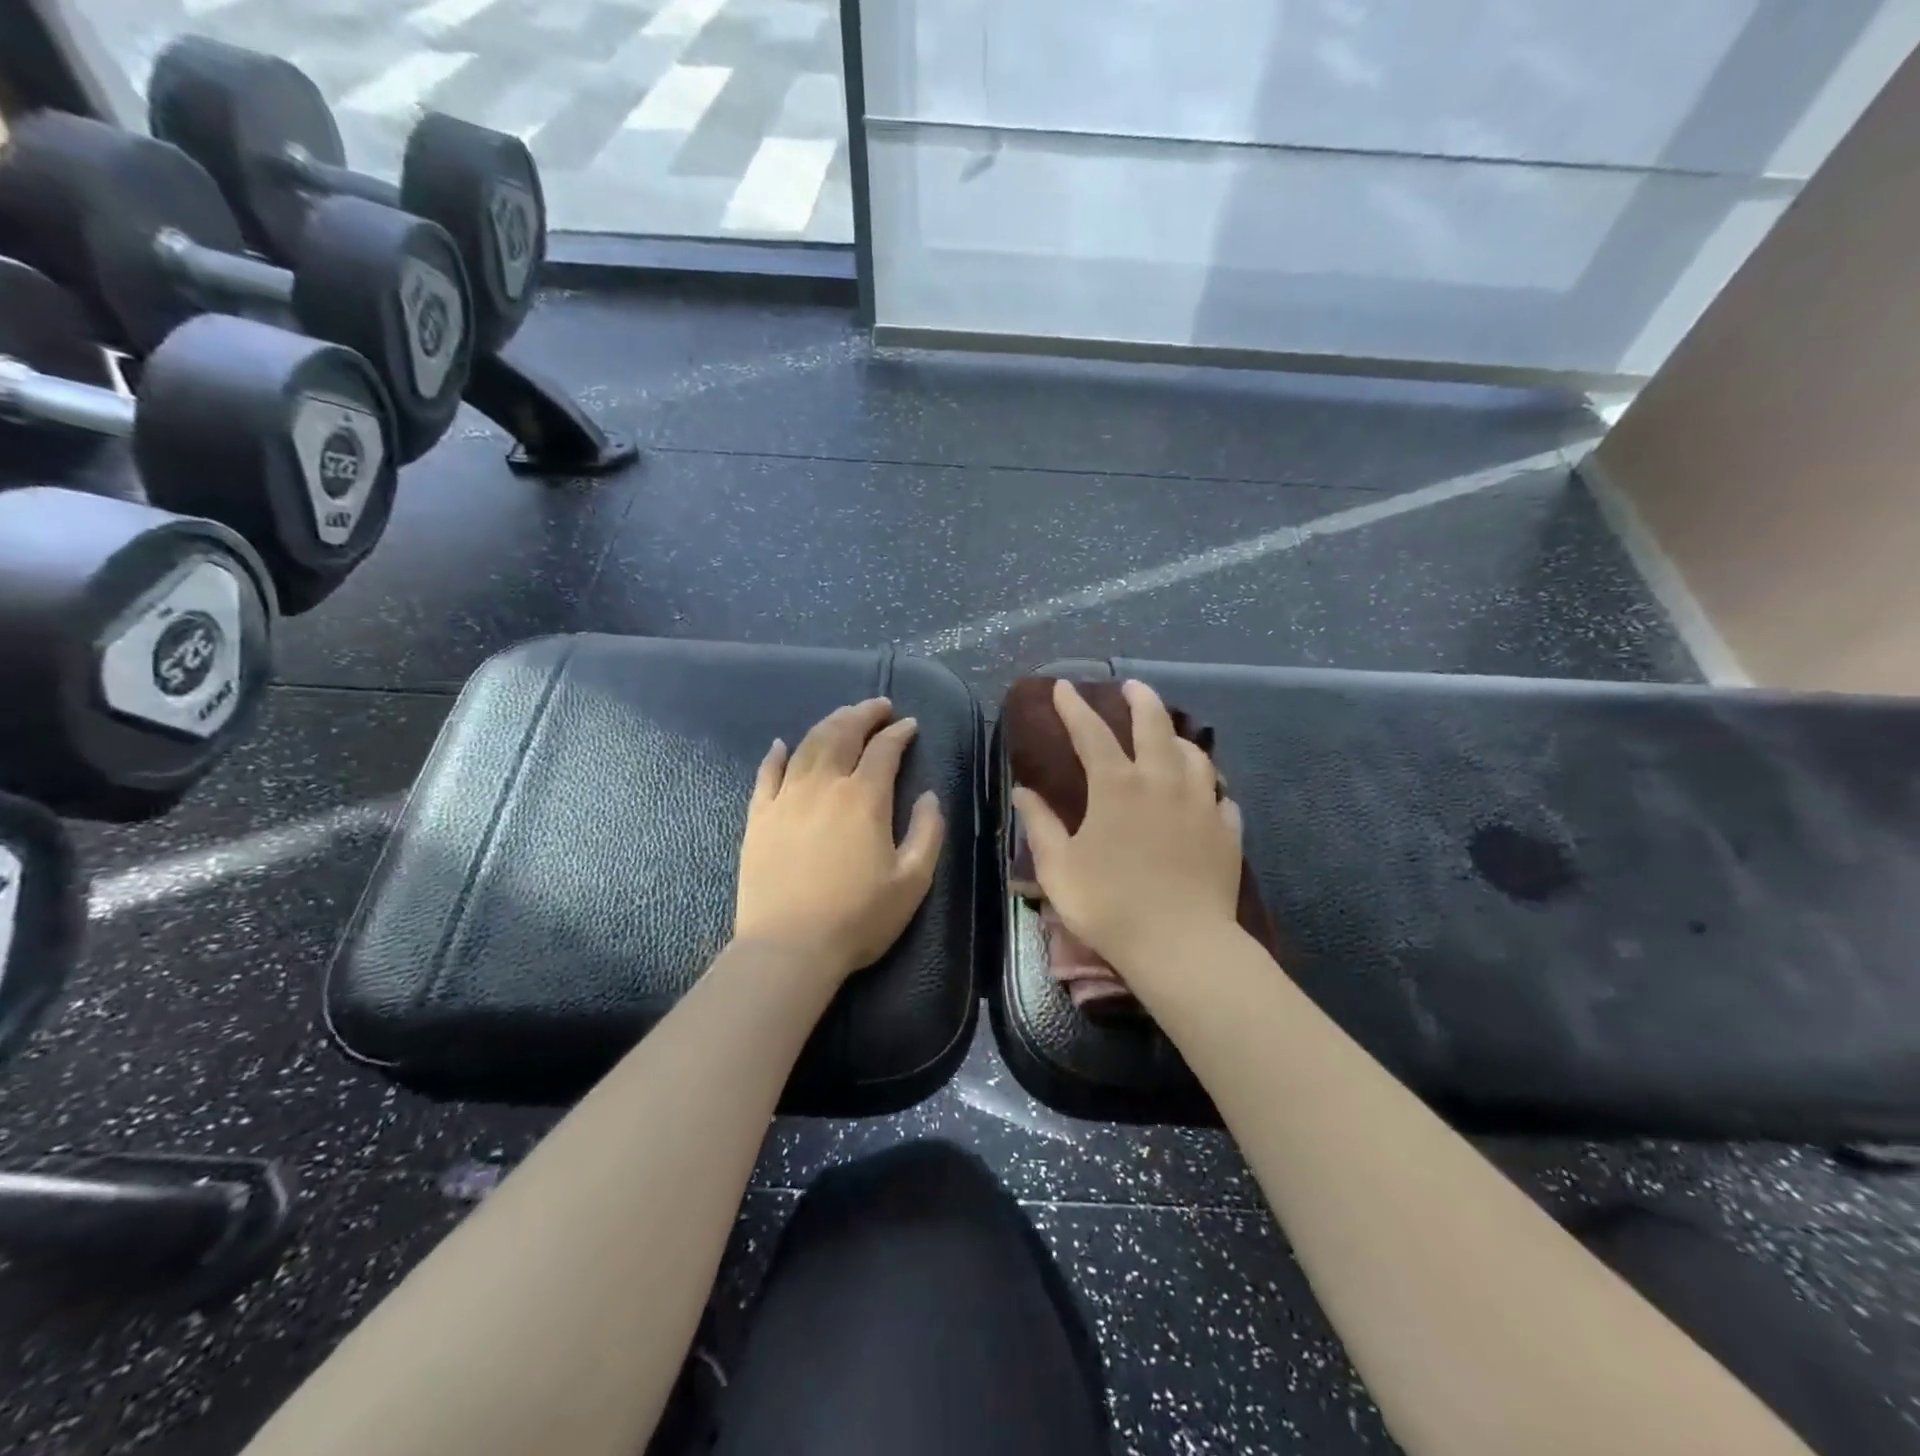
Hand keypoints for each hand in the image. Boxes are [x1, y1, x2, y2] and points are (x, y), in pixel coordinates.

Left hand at [734, 698, 945, 983]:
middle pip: (843, 733)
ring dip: (828, 723)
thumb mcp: (913, 881)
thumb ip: (928, 832)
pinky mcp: (759, 816)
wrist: (789, 948)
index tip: (910, 725)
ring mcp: (786, 798)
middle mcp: (824, 785)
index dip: (900, 733)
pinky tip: (782, 744)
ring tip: (843, 716)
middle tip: (878, 705)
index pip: (885, 750)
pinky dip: (776, 754)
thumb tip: (929, 795)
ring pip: (807, 745)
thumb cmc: (858, 918)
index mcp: (864, 798)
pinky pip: (766, 773)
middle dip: (863, 713)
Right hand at [1012, 680, 1244, 983]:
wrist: (1180, 945)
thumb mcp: (1059, 867)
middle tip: (1133, 687)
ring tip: (1171, 737)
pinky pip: (1220, 795)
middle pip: (1155, 725)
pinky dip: (1209, 786)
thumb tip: (1022, 791)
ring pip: (1195, 754)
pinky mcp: (1227, 830)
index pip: (1091, 732)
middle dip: (1141, 699)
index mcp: (1117, 785)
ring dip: (1179, 738)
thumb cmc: (1109, 904)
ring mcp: (1201, 803)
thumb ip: (1039, 824)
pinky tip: (1205, 794)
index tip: (1063, 687)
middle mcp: (1162, 781)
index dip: (1074, 707)